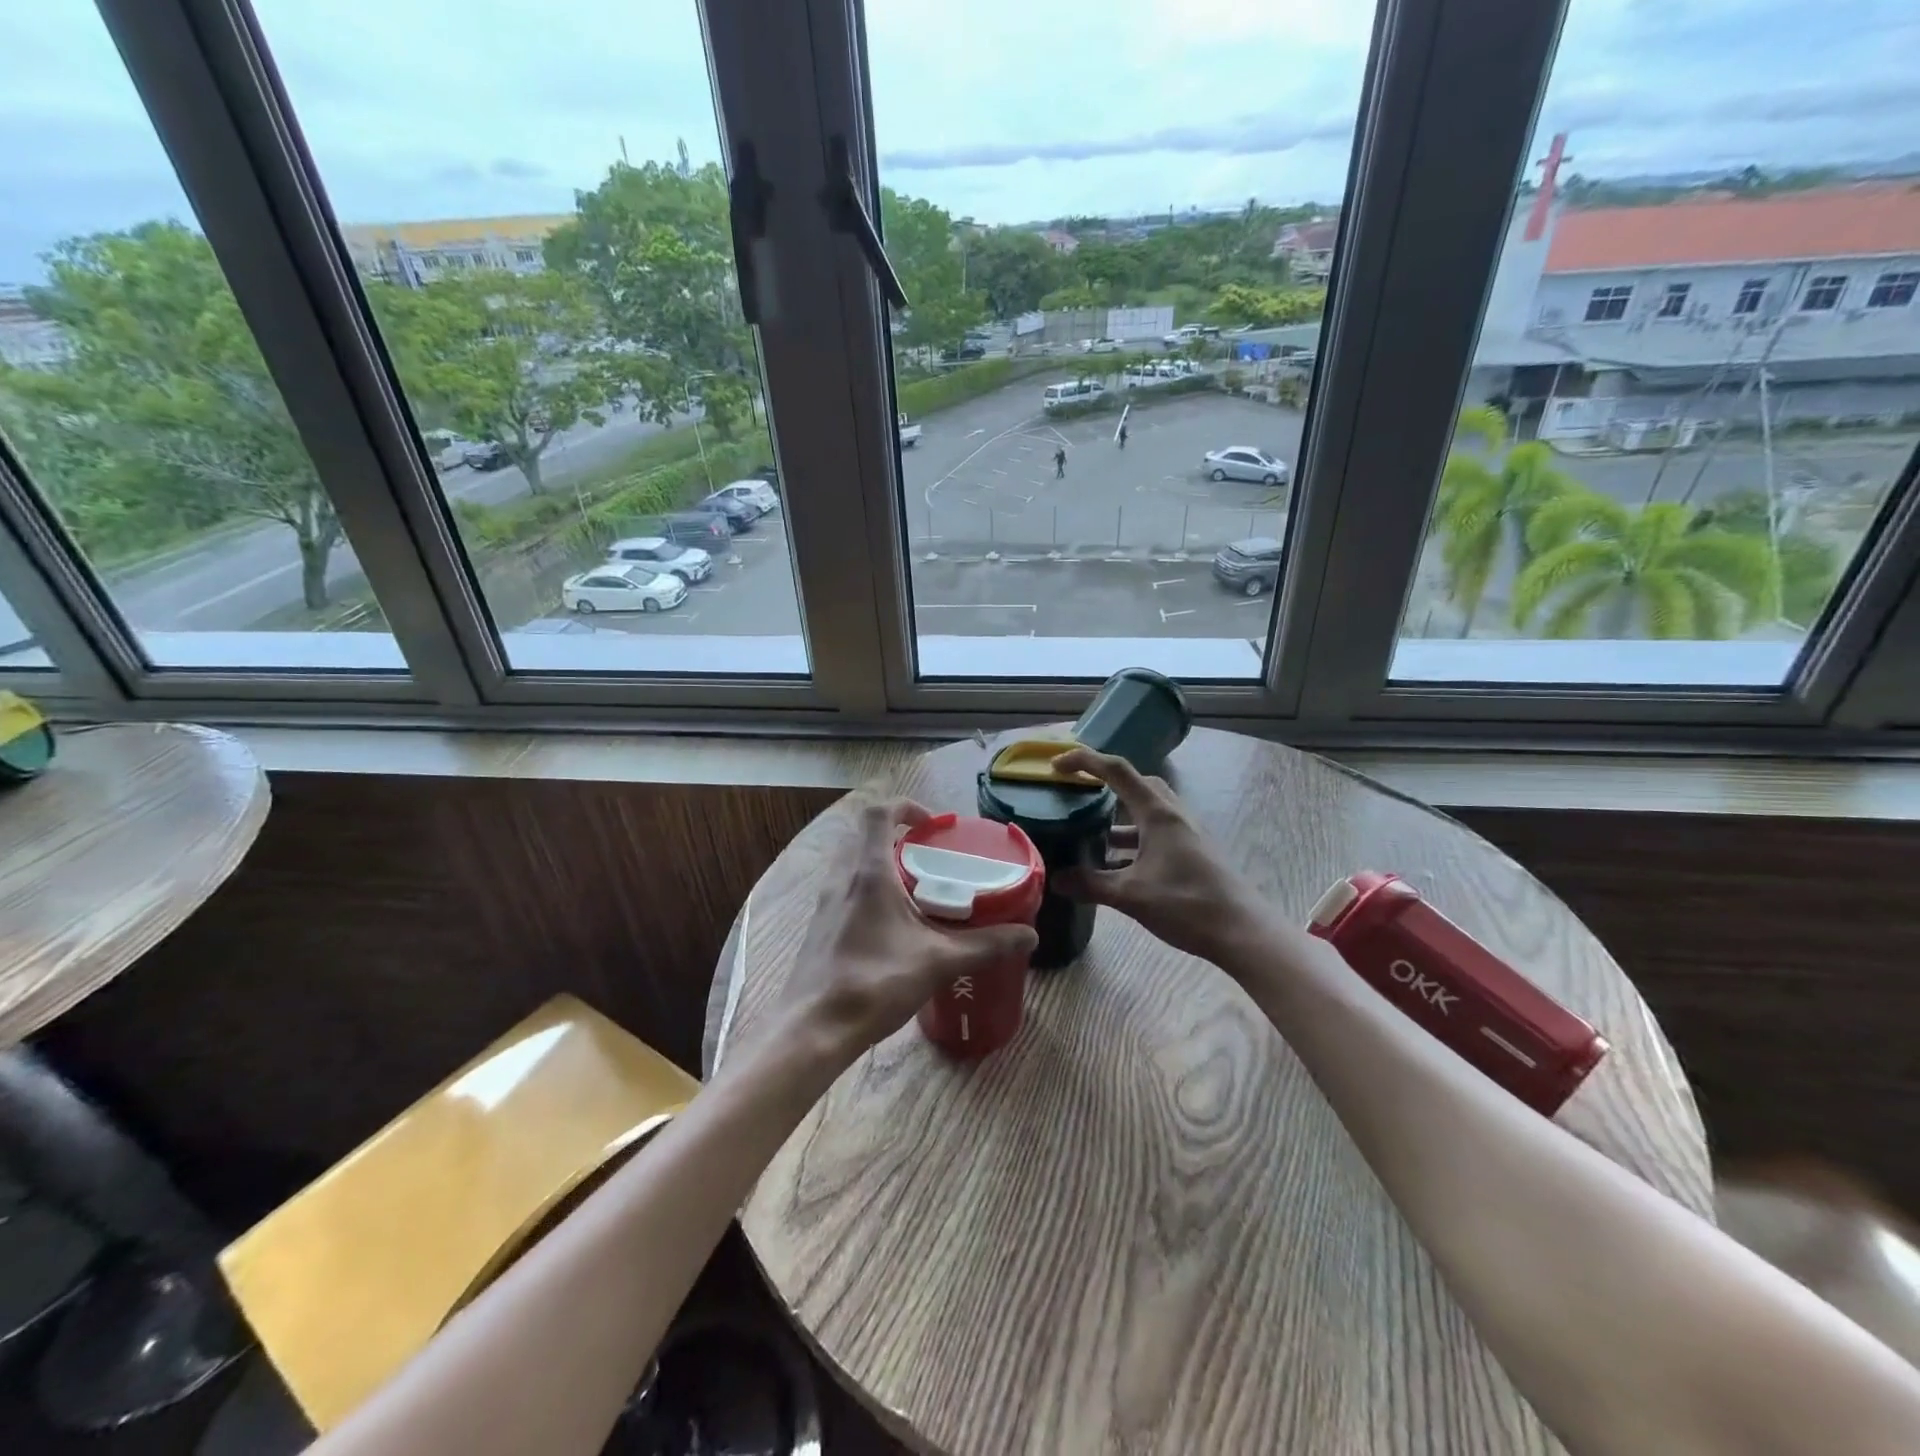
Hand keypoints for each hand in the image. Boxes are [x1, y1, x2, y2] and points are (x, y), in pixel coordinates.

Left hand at [778, 797, 1038, 1066]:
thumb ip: (985, 945)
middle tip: (932, 859)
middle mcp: (842, 878)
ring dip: (884, 864)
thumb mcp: (938, 961)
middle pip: (866, 835)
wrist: (814, 1028)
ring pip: (854, 863)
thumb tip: (1029, 935)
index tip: (934, 826)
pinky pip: (847, 889)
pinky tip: (894, 925)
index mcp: (868, 872)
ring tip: (918, 890)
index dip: (906, 807)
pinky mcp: (821, 926)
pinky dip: (870, 890)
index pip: (878, 813)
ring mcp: (826, 902)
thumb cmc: (875, 982)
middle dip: (900, 837)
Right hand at [1049, 747, 1259, 964]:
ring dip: (1119, 816)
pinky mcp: (1192, 852)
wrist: (1242, 931)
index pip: (1116, 771)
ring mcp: (1186, 833)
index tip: (1056, 766)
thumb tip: (1054, 879)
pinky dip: (1133, 839)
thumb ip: (1091, 884)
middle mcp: (1173, 814)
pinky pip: (1155, 833)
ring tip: (1090, 832)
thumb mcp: (1131, 895)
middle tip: (1078, 793)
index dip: (1084, 761)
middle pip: (1136, 783)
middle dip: (1105, 782)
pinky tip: (1117, 865)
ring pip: (1147, 810)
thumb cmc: (1187, 904)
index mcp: (1158, 813)